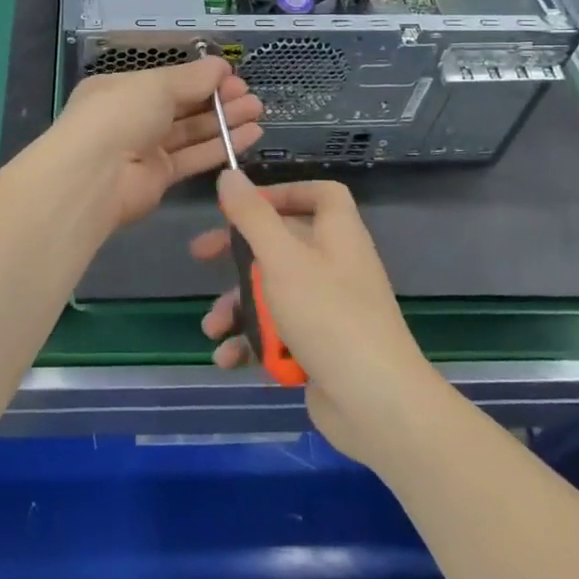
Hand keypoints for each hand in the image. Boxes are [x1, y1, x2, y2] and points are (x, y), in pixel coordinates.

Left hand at [53, 58, 262, 228]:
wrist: (93, 177)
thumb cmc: (120, 115)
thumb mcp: (156, 85)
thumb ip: (192, 78)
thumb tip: (221, 65)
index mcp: (122, 89)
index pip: (167, 81)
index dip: (201, 78)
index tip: (233, 76)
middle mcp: (133, 117)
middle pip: (182, 106)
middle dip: (217, 99)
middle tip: (251, 95)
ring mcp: (146, 149)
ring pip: (191, 132)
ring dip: (224, 121)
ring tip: (258, 111)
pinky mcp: (160, 178)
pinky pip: (194, 157)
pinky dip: (221, 146)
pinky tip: (249, 135)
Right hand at [193, 174, 444, 464]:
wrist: (376, 404)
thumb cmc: (328, 316)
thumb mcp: (281, 259)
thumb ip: (252, 216)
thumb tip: (229, 174)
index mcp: (338, 235)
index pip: (320, 194)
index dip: (284, 192)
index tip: (246, 204)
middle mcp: (336, 266)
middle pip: (283, 243)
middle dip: (238, 253)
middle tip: (201, 255)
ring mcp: (329, 310)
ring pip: (275, 292)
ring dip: (238, 307)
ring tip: (212, 328)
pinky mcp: (321, 348)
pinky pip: (280, 332)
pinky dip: (253, 342)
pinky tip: (229, 359)